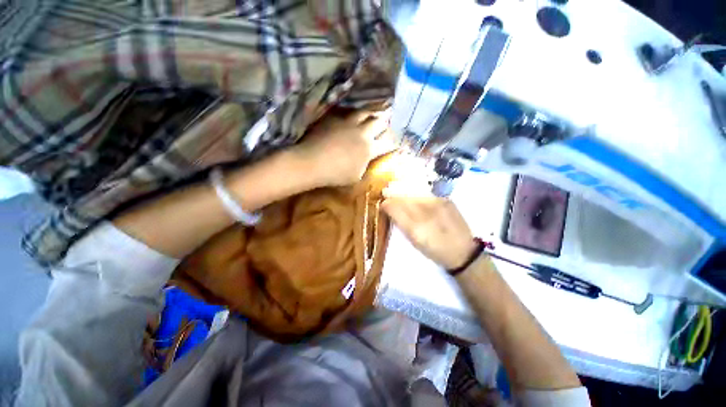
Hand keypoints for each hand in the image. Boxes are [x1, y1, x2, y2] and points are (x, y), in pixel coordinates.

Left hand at [292, 111, 394, 186]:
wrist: (313, 163)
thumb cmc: (336, 175)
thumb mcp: (355, 176)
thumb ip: (364, 166)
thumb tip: (366, 159)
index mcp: (369, 150)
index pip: (387, 143)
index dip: (393, 141)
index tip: (398, 139)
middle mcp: (362, 133)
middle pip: (378, 122)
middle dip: (385, 120)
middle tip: (389, 117)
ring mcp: (348, 124)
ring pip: (364, 112)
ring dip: (372, 111)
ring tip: (375, 109)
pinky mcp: (335, 119)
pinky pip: (347, 112)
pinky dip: (354, 112)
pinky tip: (354, 112)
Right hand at [382, 187, 476, 269]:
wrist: (463, 251)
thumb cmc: (435, 250)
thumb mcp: (414, 241)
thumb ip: (401, 223)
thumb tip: (389, 208)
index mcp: (416, 228)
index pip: (395, 208)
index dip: (386, 204)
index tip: (383, 204)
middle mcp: (426, 213)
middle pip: (404, 198)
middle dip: (394, 197)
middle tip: (389, 198)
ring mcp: (438, 204)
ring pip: (414, 194)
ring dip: (405, 194)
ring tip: (401, 197)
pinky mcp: (446, 200)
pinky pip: (426, 193)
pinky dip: (418, 195)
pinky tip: (417, 198)